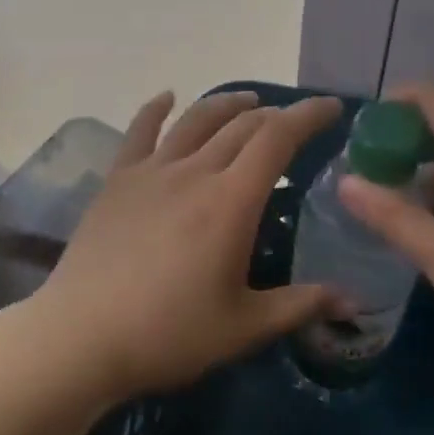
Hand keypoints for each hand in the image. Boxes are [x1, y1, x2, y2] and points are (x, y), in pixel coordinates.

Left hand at [26, 90, 344, 401]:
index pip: (277, 139)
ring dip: (227, 103)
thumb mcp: (243, 327)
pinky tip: (167, 97)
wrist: (81, 337)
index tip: (331, 107)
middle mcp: (194, 172)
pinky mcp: (118, 180)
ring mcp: (152, 171)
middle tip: (295, 122)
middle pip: (241, 126)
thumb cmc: (168, 334)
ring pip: (196, 120)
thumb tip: (353, 299)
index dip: (307, 115)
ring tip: (248, 101)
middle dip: (275, 115)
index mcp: (231, 201)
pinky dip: (156, 109)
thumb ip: (300, 305)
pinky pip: (140, 131)